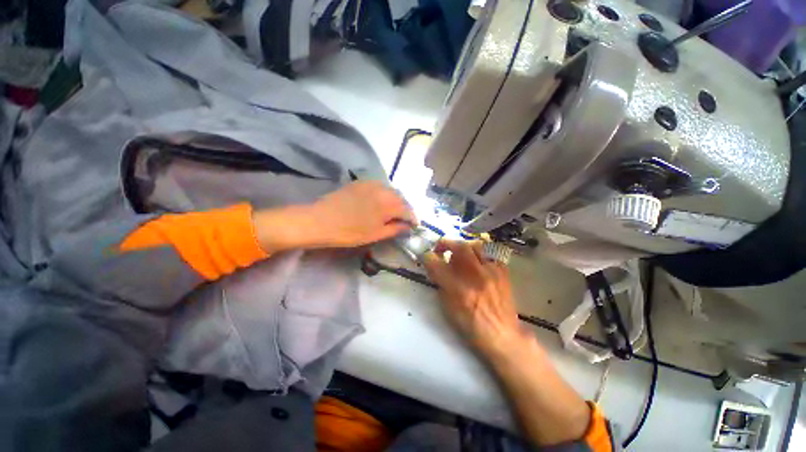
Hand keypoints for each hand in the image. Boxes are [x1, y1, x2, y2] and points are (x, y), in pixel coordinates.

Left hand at [253, 181, 416, 252]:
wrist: (320, 220)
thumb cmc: (350, 232)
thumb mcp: (376, 234)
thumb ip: (395, 229)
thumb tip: (408, 226)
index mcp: (389, 203)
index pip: (408, 210)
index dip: (413, 219)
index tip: (414, 226)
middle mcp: (384, 189)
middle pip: (401, 198)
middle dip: (405, 209)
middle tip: (404, 220)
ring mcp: (371, 183)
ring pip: (390, 191)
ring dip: (395, 201)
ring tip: (393, 212)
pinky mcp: (360, 182)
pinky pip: (379, 187)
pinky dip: (384, 195)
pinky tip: (379, 202)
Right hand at [423, 240, 529, 359]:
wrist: (501, 334)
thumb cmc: (471, 325)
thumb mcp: (449, 307)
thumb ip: (441, 285)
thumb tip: (436, 269)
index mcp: (458, 289)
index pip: (438, 264)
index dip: (429, 257)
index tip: (427, 256)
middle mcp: (475, 276)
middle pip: (459, 247)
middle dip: (446, 243)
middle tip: (441, 249)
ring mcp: (491, 272)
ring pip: (476, 246)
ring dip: (463, 247)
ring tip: (460, 254)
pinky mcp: (503, 272)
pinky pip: (489, 255)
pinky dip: (480, 256)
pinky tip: (478, 264)